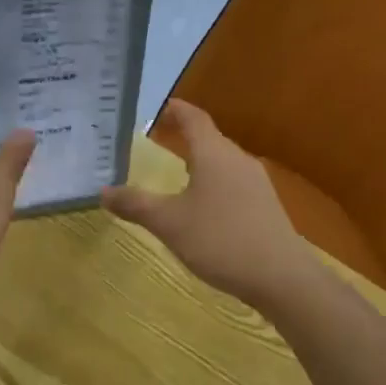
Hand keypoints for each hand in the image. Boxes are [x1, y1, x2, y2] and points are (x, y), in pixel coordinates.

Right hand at [101, 100, 319, 311]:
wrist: (281, 278)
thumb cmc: (220, 240)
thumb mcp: (169, 223)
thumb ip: (135, 205)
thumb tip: (103, 191)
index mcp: (214, 155)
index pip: (194, 119)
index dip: (177, 110)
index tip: (161, 106)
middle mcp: (238, 161)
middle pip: (210, 139)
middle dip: (186, 138)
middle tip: (160, 141)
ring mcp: (257, 184)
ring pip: (223, 163)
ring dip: (200, 163)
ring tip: (178, 174)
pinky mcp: (266, 207)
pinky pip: (233, 184)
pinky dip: (214, 185)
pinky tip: (204, 208)